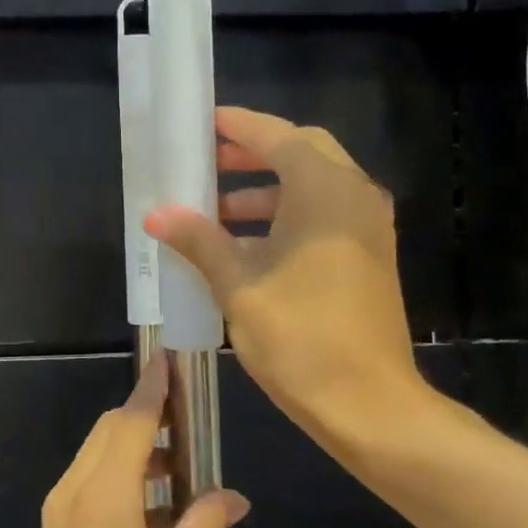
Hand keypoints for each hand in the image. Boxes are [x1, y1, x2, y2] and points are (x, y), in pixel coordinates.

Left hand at [13, 354, 249, 527]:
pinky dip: (122, 481)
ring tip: (184, 468)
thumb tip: (233, 496)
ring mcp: (59, 520)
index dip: (152, 389)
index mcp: (103, 499)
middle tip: (190, 421)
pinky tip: (160, 511)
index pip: (130, 421)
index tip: (171, 361)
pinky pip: (90, 489)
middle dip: (146, 417)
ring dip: (135, 451)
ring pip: (98, 459)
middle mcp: (73, 495)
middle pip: (109, 433)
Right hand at [146, 107, 430, 446]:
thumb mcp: (239, 285)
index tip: (204, 123)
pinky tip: (246, 247)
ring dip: (267, 190)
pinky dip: (287, 216)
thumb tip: (157, 214)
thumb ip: (199, 241)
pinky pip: (324, 214)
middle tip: (208, 163)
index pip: (277, 136)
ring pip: (313, 186)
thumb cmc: (301, 336)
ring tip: (215, 211)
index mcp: (325, 190)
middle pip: (301, 152)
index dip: (239, 126)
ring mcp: (367, 226)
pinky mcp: (369, 255)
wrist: (370, 404)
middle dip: (253, 154)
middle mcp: (354, 196)